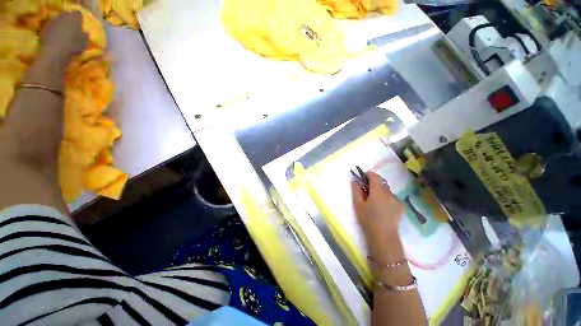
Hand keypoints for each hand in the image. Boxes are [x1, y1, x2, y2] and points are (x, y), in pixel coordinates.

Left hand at [40, 11, 87, 62]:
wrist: (55, 52)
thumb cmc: (72, 46)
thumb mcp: (84, 43)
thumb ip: (85, 36)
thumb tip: (86, 33)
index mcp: (75, 18)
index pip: (78, 14)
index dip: (79, 19)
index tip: (80, 25)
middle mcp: (64, 16)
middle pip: (66, 15)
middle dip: (68, 20)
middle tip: (71, 28)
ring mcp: (53, 21)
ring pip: (58, 21)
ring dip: (60, 25)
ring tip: (63, 34)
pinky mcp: (46, 28)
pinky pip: (51, 27)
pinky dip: (53, 31)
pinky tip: (55, 38)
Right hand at [352, 171, 403, 257]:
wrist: (383, 236)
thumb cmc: (367, 219)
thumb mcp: (358, 204)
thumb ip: (356, 190)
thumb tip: (354, 180)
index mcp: (378, 191)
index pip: (374, 176)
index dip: (368, 174)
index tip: (362, 176)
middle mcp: (389, 193)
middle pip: (381, 182)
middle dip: (373, 182)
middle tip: (366, 189)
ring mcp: (397, 199)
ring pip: (386, 190)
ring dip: (379, 190)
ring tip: (374, 200)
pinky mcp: (401, 206)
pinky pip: (391, 197)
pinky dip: (386, 197)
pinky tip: (382, 206)